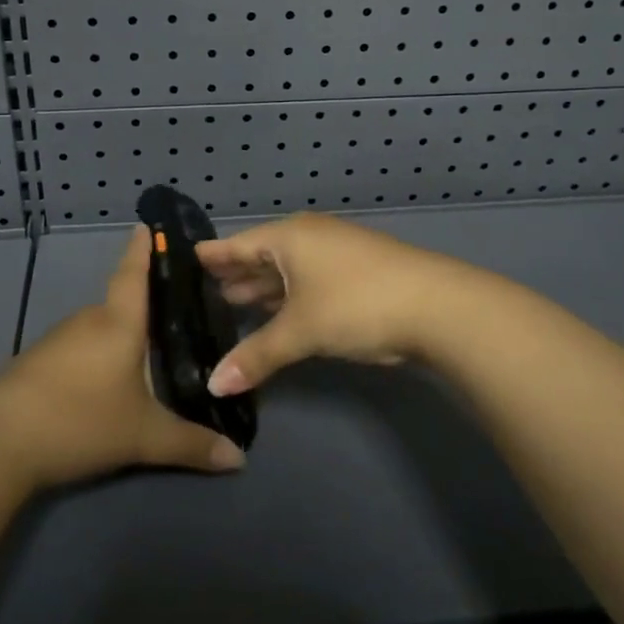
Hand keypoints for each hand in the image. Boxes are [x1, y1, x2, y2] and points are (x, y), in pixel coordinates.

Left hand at [0, 225, 246, 491]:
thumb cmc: (80, 420)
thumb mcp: (143, 437)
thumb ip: (191, 444)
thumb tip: (239, 459)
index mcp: (118, 321)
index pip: (134, 272)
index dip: (143, 248)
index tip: (148, 223)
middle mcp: (89, 319)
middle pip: (122, 304)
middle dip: (146, 308)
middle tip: (177, 317)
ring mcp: (58, 339)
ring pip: (100, 330)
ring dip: (121, 338)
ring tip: (149, 355)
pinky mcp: (38, 361)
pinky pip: (80, 348)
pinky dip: (98, 356)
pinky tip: (107, 382)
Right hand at [198, 213, 474, 395]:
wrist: (437, 306)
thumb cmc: (356, 304)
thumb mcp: (301, 331)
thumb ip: (256, 355)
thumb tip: (213, 386)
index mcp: (289, 237)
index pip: (238, 244)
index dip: (213, 256)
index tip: (186, 260)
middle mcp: (310, 237)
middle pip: (262, 255)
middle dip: (236, 274)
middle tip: (203, 291)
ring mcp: (336, 252)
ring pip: (288, 269)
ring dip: (263, 288)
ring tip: (232, 302)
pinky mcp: (356, 272)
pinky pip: (308, 280)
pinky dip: (288, 296)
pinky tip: (278, 314)